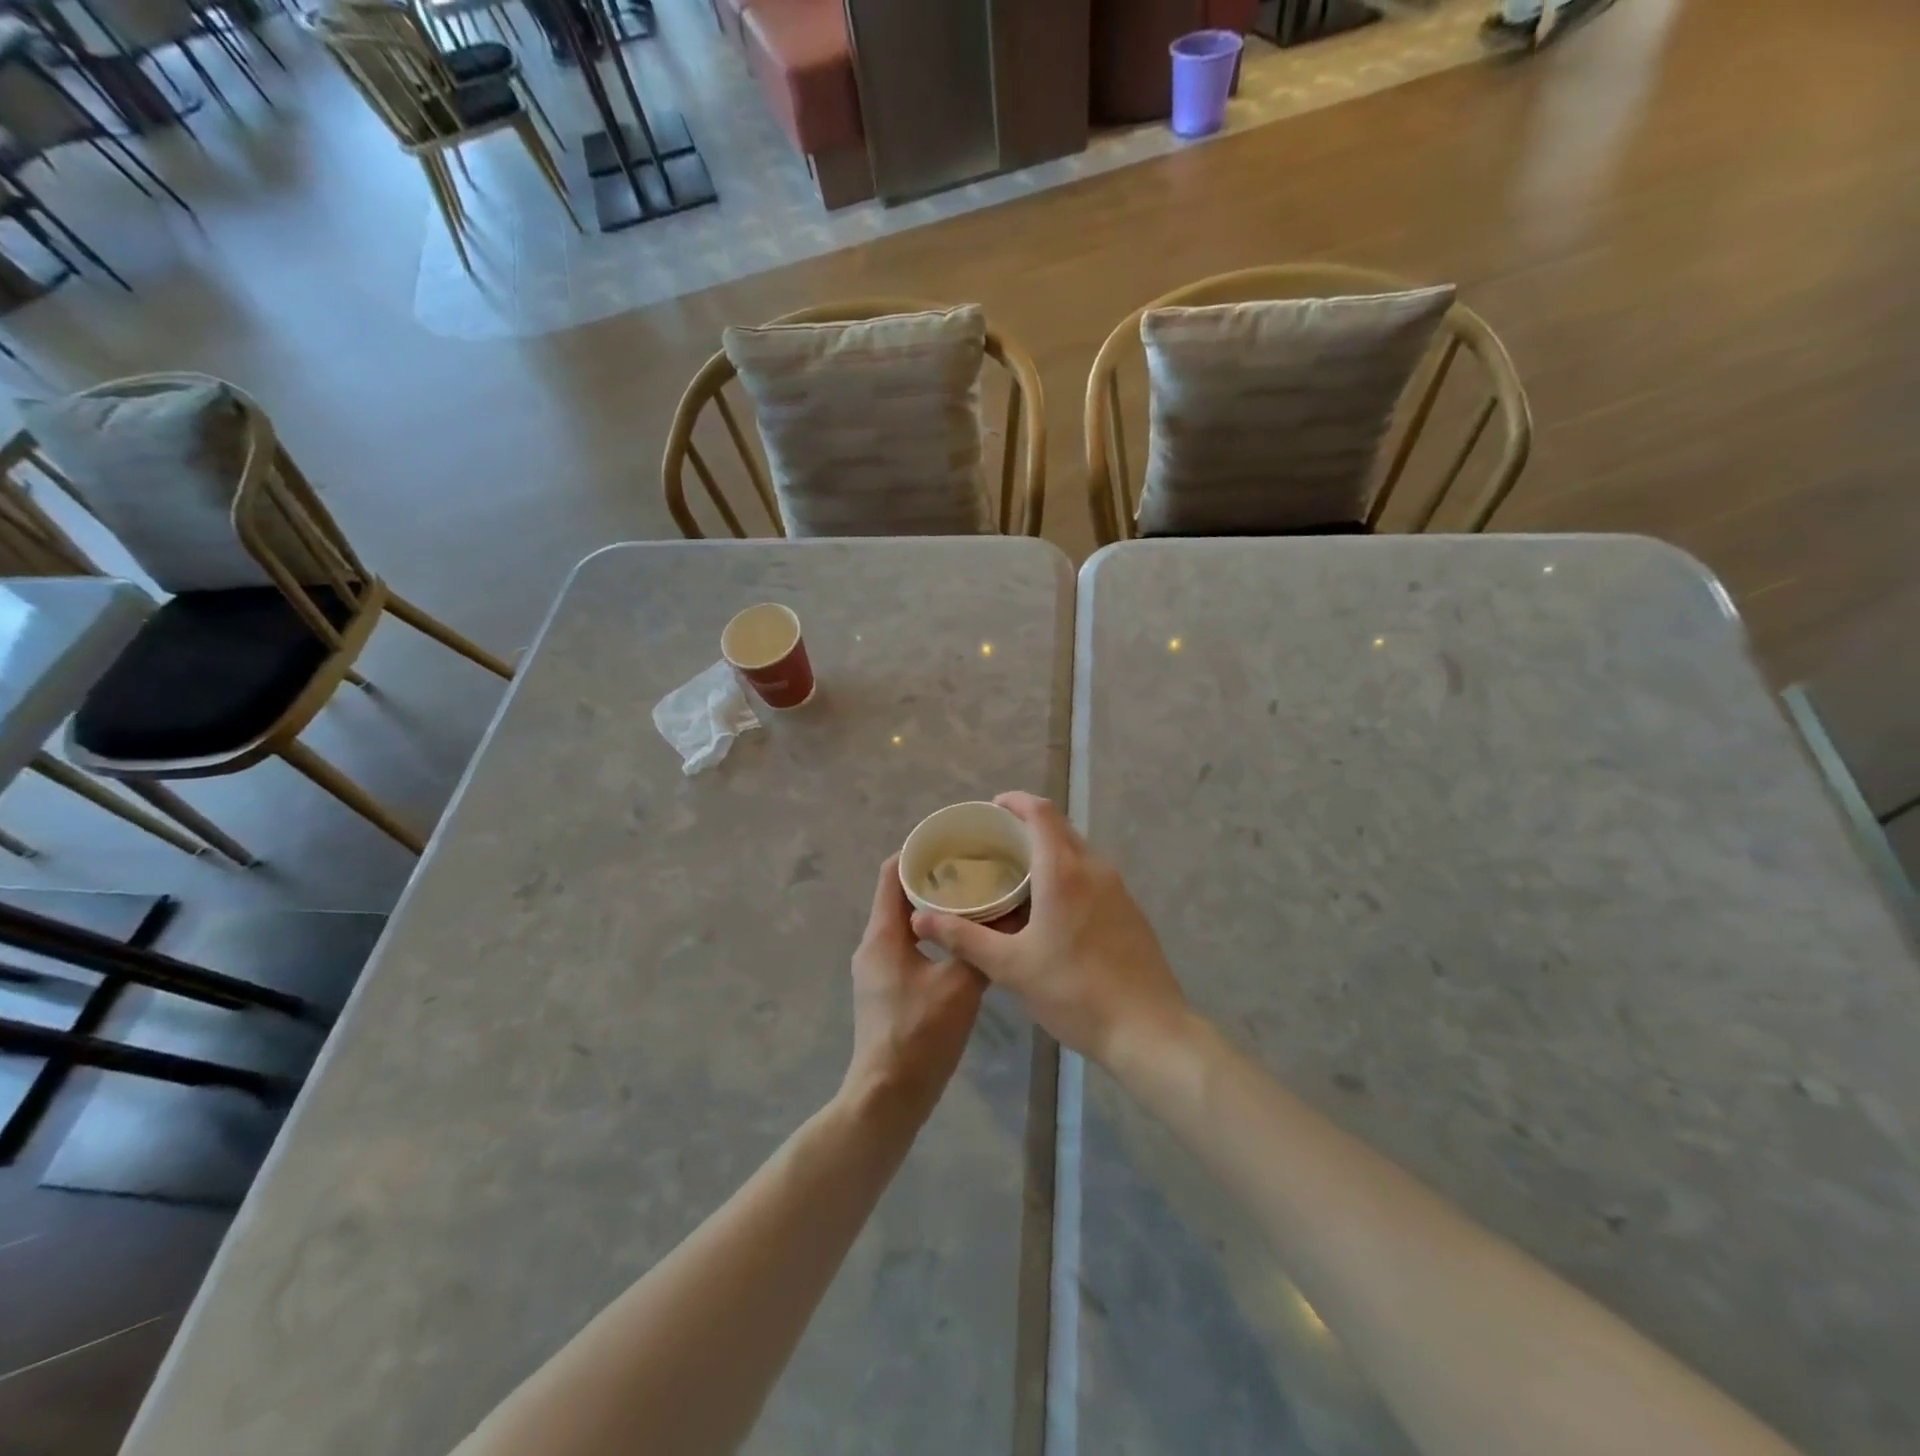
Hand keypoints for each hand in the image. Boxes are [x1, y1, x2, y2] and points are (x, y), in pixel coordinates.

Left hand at [843, 856, 987, 1120]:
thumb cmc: (919, 1036)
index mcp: (882, 935)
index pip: (892, 873)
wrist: (887, 1098)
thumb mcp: (959, 987)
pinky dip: (934, 935)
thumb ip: (981, 948)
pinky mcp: (888, 990)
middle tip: (975, 867)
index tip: (952, 841)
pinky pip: (910, 947)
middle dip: (934, 878)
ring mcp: (878, 969)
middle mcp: (874, 945)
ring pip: (906, 923)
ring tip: (976, 898)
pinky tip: (966, 941)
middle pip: (899, 895)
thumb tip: (1009, 915)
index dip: (917, 852)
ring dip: (936, 908)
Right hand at [909, 793, 1190, 1073]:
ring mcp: (1118, 888)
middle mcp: (1094, 868)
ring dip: (1049, 850)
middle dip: (1028, 825)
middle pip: (1060, 827)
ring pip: (1078, 851)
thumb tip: (920, 918)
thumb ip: (964, 938)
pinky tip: (1051, 907)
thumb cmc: (1074, 992)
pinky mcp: (1130, 909)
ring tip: (1017, 874)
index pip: (1041, 813)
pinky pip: (1092, 874)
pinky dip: (1068, 872)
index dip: (1015, 801)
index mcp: (1064, 871)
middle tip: (995, 844)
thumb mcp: (1011, 968)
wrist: (1148, 1029)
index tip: (991, 809)